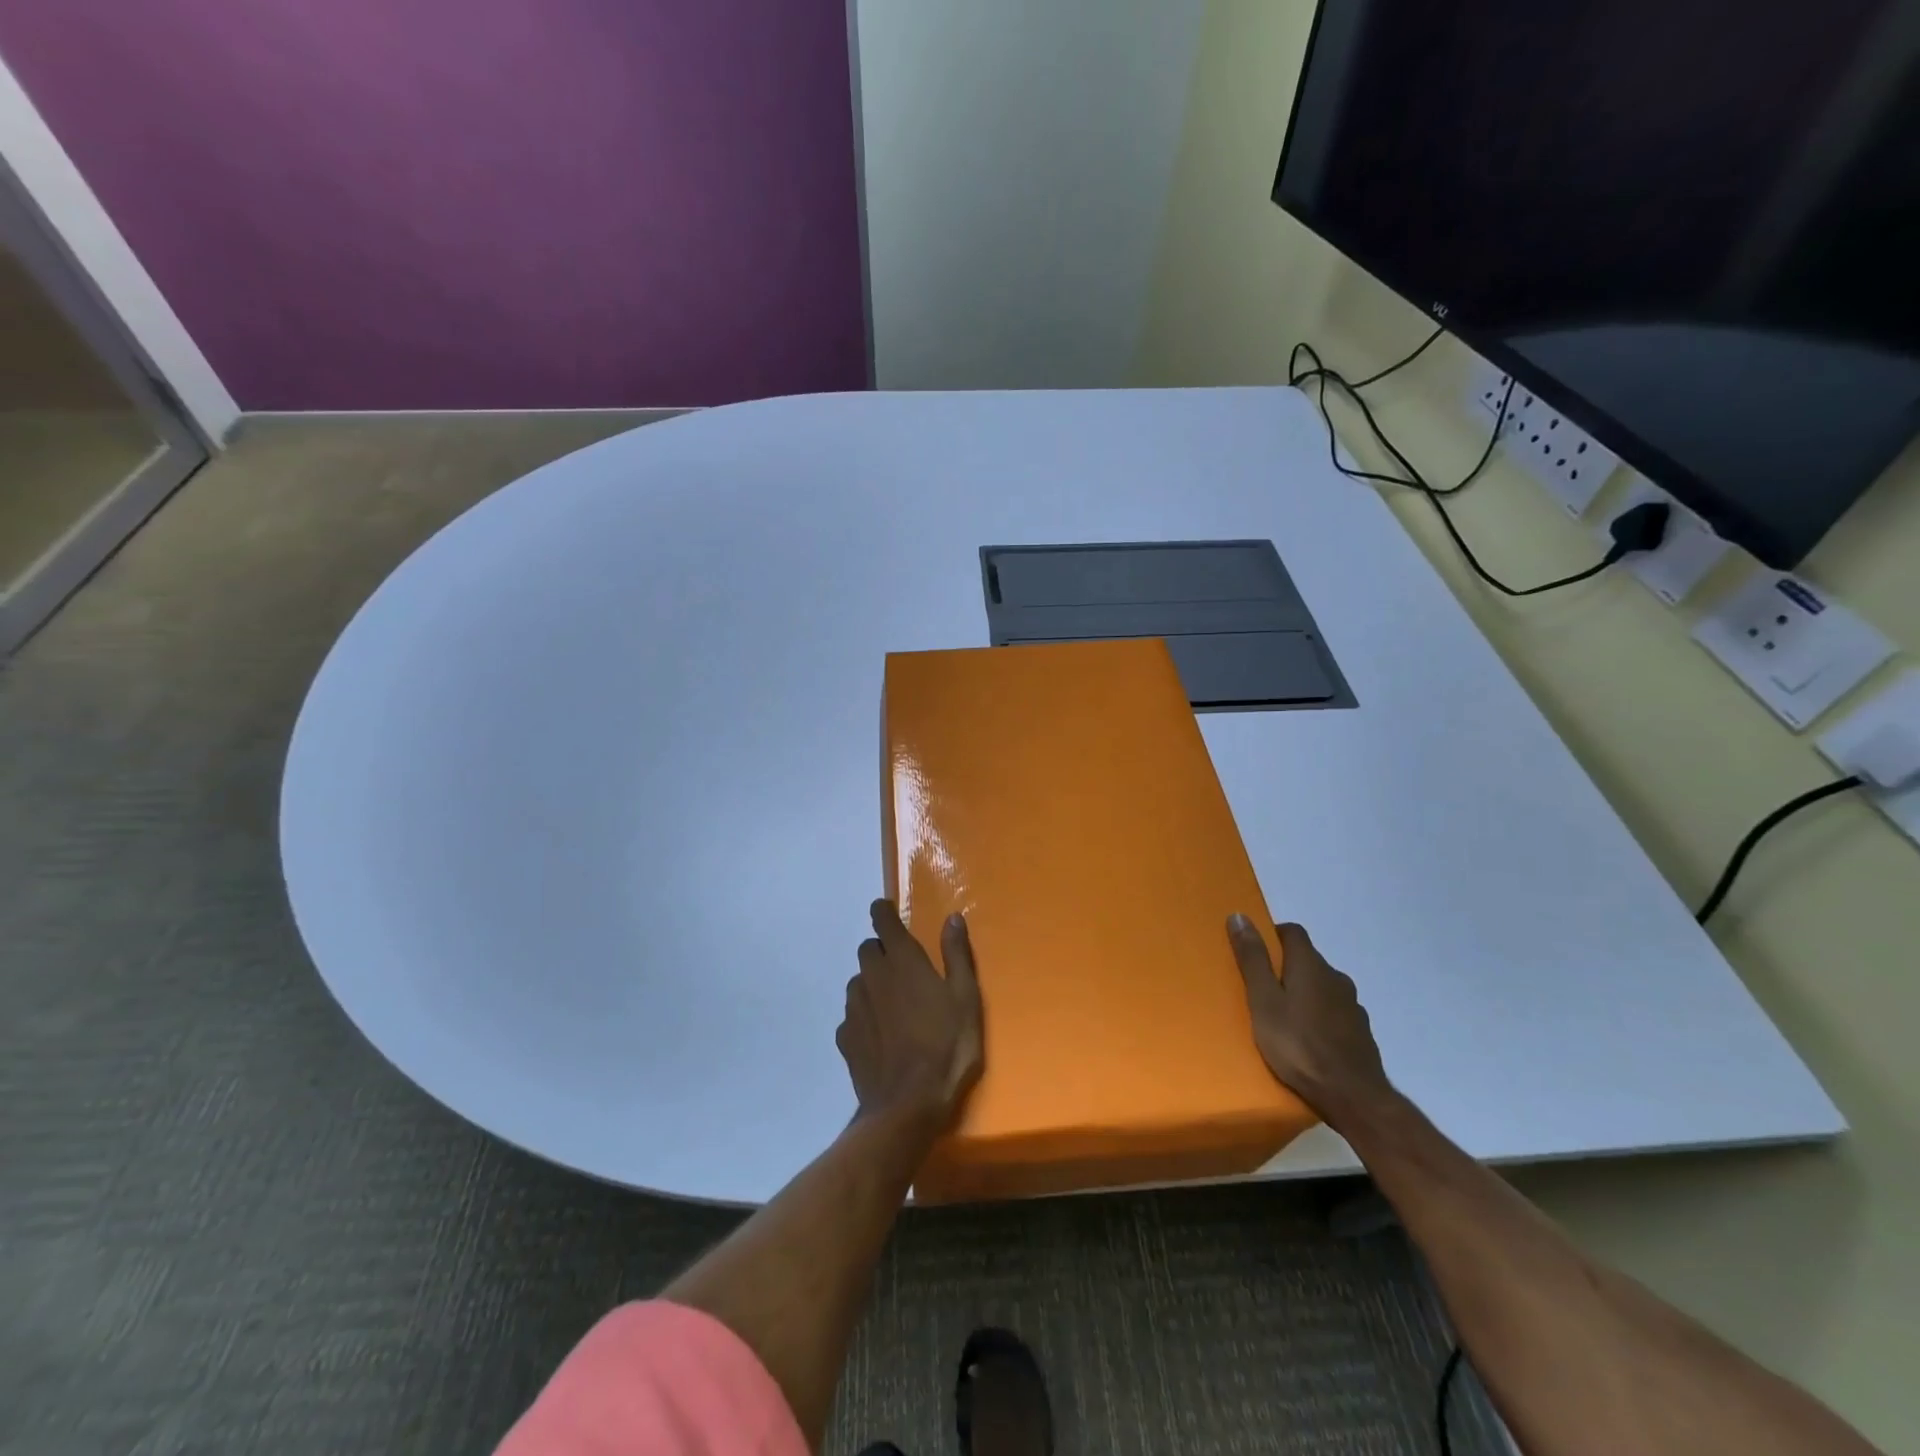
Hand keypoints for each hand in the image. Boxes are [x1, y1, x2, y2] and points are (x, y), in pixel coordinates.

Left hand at [837, 900, 983, 1127]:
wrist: (908, 1104)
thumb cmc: (947, 1046)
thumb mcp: (965, 997)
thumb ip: (957, 954)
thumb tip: (952, 918)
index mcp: (902, 960)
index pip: (882, 920)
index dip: (882, 912)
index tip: (886, 912)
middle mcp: (872, 976)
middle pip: (867, 949)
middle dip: (881, 950)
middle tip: (903, 968)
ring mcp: (854, 1007)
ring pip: (858, 981)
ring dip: (871, 983)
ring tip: (893, 1005)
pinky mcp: (846, 1037)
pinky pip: (851, 1015)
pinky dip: (863, 1016)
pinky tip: (880, 1035)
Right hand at [1228, 915, 1393, 1131]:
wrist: (1353, 1097)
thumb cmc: (1298, 1045)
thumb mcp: (1263, 1001)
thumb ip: (1252, 959)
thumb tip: (1240, 915)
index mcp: (1311, 965)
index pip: (1293, 932)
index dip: (1272, 936)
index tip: (1255, 953)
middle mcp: (1336, 978)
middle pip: (1308, 959)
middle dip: (1285, 967)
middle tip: (1261, 989)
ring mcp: (1352, 1006)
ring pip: (1322, 987)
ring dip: (1304, 992)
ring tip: (1283, 1017)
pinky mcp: (1360, 1032)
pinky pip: (1334, 1012)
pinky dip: (1319, 1015)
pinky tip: (1307, 1038)